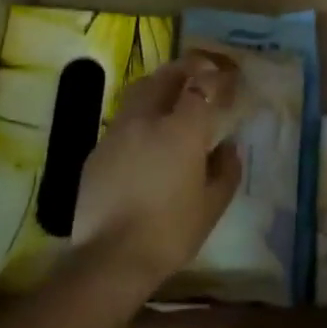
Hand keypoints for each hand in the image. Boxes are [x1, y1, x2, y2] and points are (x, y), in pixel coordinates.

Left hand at [70, 50, 243, 291]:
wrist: (111, 259)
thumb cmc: (170, 232)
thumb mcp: (212, 205)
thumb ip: (226, 169)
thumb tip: (227, 146)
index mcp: (180, 130)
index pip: (202, 85)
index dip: (217, 77)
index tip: (229, 78)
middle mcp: (146, 120)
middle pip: (165, 76)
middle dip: (185, 68)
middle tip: (200, 71)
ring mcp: (116, 132)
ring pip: (139, 92)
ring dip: (159, 85)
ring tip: (172, 94)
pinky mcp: (97, 151)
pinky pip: (123, 120)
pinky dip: (140, 115)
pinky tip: (146, 136)